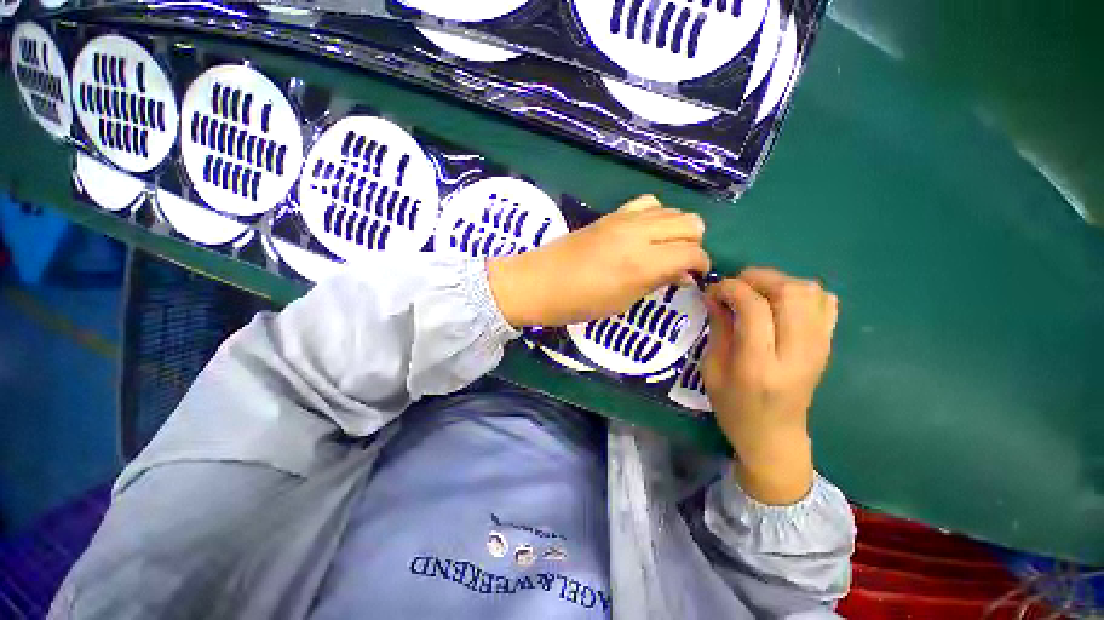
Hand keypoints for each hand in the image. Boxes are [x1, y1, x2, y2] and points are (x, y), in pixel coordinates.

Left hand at [488, 195, 709, 326]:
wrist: (540, 281)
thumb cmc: (582, 302)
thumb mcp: (626, 300)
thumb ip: (659, 282)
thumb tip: (686, 275)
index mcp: (645, 261)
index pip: (693, 252)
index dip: (703, 265)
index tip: (697, 277)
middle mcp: (641, 233)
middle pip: (691, 222)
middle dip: (696, 243)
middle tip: (683, 263)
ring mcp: (627, 218)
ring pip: (673, 210)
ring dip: (678, 229)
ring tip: (667, 249)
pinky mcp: (614, 212)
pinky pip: (649, 203)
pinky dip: (658, 215)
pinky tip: (648, 233)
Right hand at [702, 268, 838, 504]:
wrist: (777, 438)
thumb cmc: (738, 412)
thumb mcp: (714, 375)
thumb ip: (718, 329)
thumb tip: (718, 292)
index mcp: (760, 368)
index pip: (754, 309)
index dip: (732, 289)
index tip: (716, 291)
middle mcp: (795, 354)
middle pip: (787, 293)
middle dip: (758, 278)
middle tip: (740, 286)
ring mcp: (817, 348)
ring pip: (809, 291)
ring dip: (782, 282)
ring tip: (764, 294)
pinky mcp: (827, 345)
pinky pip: (827, 301)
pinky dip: (808, 293)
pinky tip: (790, 305)